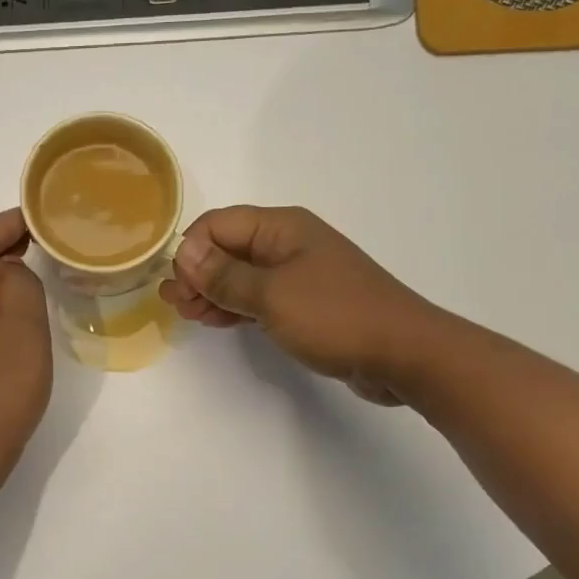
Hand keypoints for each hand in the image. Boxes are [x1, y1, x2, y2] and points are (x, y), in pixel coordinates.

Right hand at [161, 206, 450, 404]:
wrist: (403, 353)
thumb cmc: (335, 316)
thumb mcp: (271, 295)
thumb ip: (224, 275)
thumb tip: (184, 253)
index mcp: (281, 228)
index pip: (218, 224)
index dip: (192, 251)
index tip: (179, 287)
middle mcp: (288, 244)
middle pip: (228, 248)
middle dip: (197, 273)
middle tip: (175, 305)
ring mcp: (298, 274)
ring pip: (241, 276)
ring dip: (212, 292)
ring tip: (188, 315)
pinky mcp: (305, 304)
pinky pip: (258, 297)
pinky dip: (235, 307)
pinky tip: (215, 321)